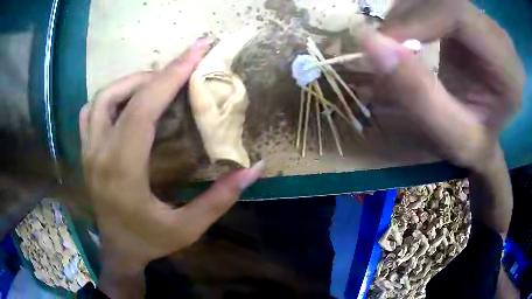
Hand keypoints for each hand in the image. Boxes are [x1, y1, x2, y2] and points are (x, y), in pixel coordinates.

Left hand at [79, 39, 263, 296]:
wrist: (118, 251)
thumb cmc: (150, 242)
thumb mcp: (188, 228)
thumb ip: (220, 199)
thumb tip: (254, 169)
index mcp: (122, 171)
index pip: (143, 109)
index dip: (172, 74)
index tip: (197, 50)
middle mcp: (99, 154)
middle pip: (120, 95)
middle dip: (155, 74)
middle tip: (182, 72)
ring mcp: (88, 151)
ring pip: (101, 98)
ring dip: (131, 83)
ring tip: (156, 86)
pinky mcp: (86, 151)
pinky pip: (91, 111)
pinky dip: (111, 97)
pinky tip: (128, 103)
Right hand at [362, 0, 523, 170]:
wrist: (487, 133)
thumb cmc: (475, 144)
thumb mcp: (450, 137)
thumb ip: (417, 94)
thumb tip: (369, 42)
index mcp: (507, 66)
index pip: (457, 12)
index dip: (415, 18)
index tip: (383, 43)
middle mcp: (497, 33)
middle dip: (405, 17)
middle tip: (385, 49)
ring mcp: (483, 19)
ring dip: (405, 16)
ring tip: (396, 48)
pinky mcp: (469, 15)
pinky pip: (432, 1)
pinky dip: (410, 15)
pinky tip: (408, 38)